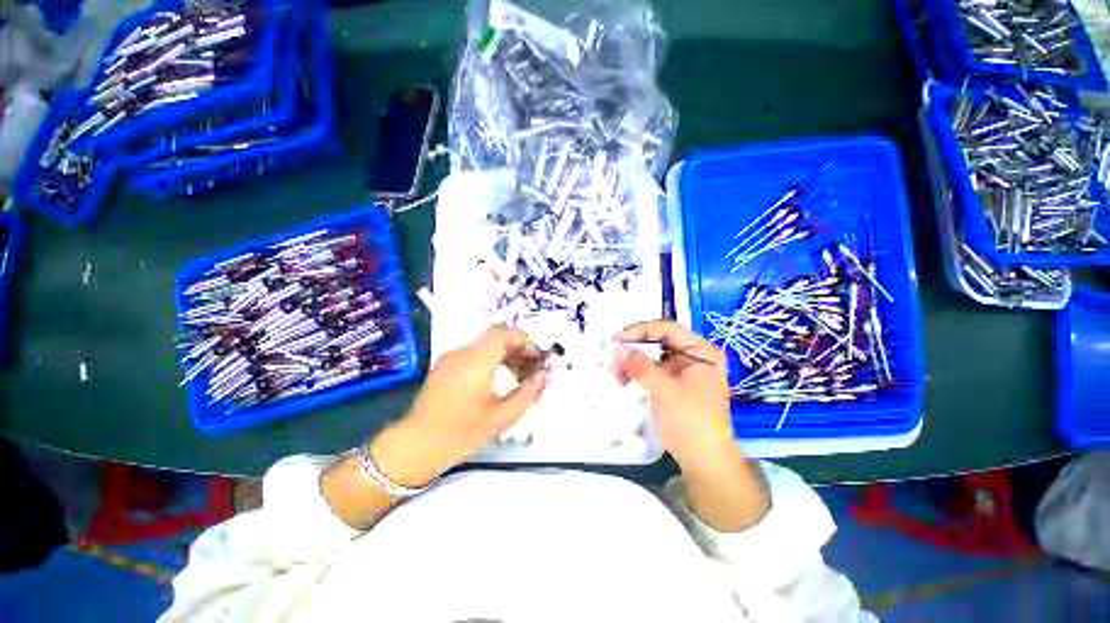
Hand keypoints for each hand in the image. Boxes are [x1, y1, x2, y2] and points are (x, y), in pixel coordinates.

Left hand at [374, 326, 548, 486]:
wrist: (416, 446)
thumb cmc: (460, 434)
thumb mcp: (501, 418)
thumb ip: (527, 394)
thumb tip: (545, 375)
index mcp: (476, 362)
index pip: (503, 333)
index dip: (524, 340)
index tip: (537, 358)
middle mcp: (462, 353)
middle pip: (495, 337)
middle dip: (518, 347)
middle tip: (532, 366)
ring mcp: (451, 357)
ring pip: (486, 344)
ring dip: (506, 353)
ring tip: (519, 373)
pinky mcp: (445, 365)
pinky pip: (475, 352)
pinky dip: (492, 358)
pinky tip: (499, 378)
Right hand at [611, 321, 734, 472]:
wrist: (702, 460)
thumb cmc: (692, 421)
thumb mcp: (665, 390)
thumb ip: (640, 366)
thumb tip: (616, 348)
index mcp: (702, 352)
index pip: (668, 329)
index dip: (641, 331)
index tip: (617, 338)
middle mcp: (692, 356)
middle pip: (658, 340)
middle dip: (634, 346)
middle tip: (613, 352)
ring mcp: (681, 370)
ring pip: (651, 354)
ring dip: (632, 359)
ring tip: (616, 369)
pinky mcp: (670, 383)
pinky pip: (649, 369)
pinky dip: (635, 371)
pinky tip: (622, 377)